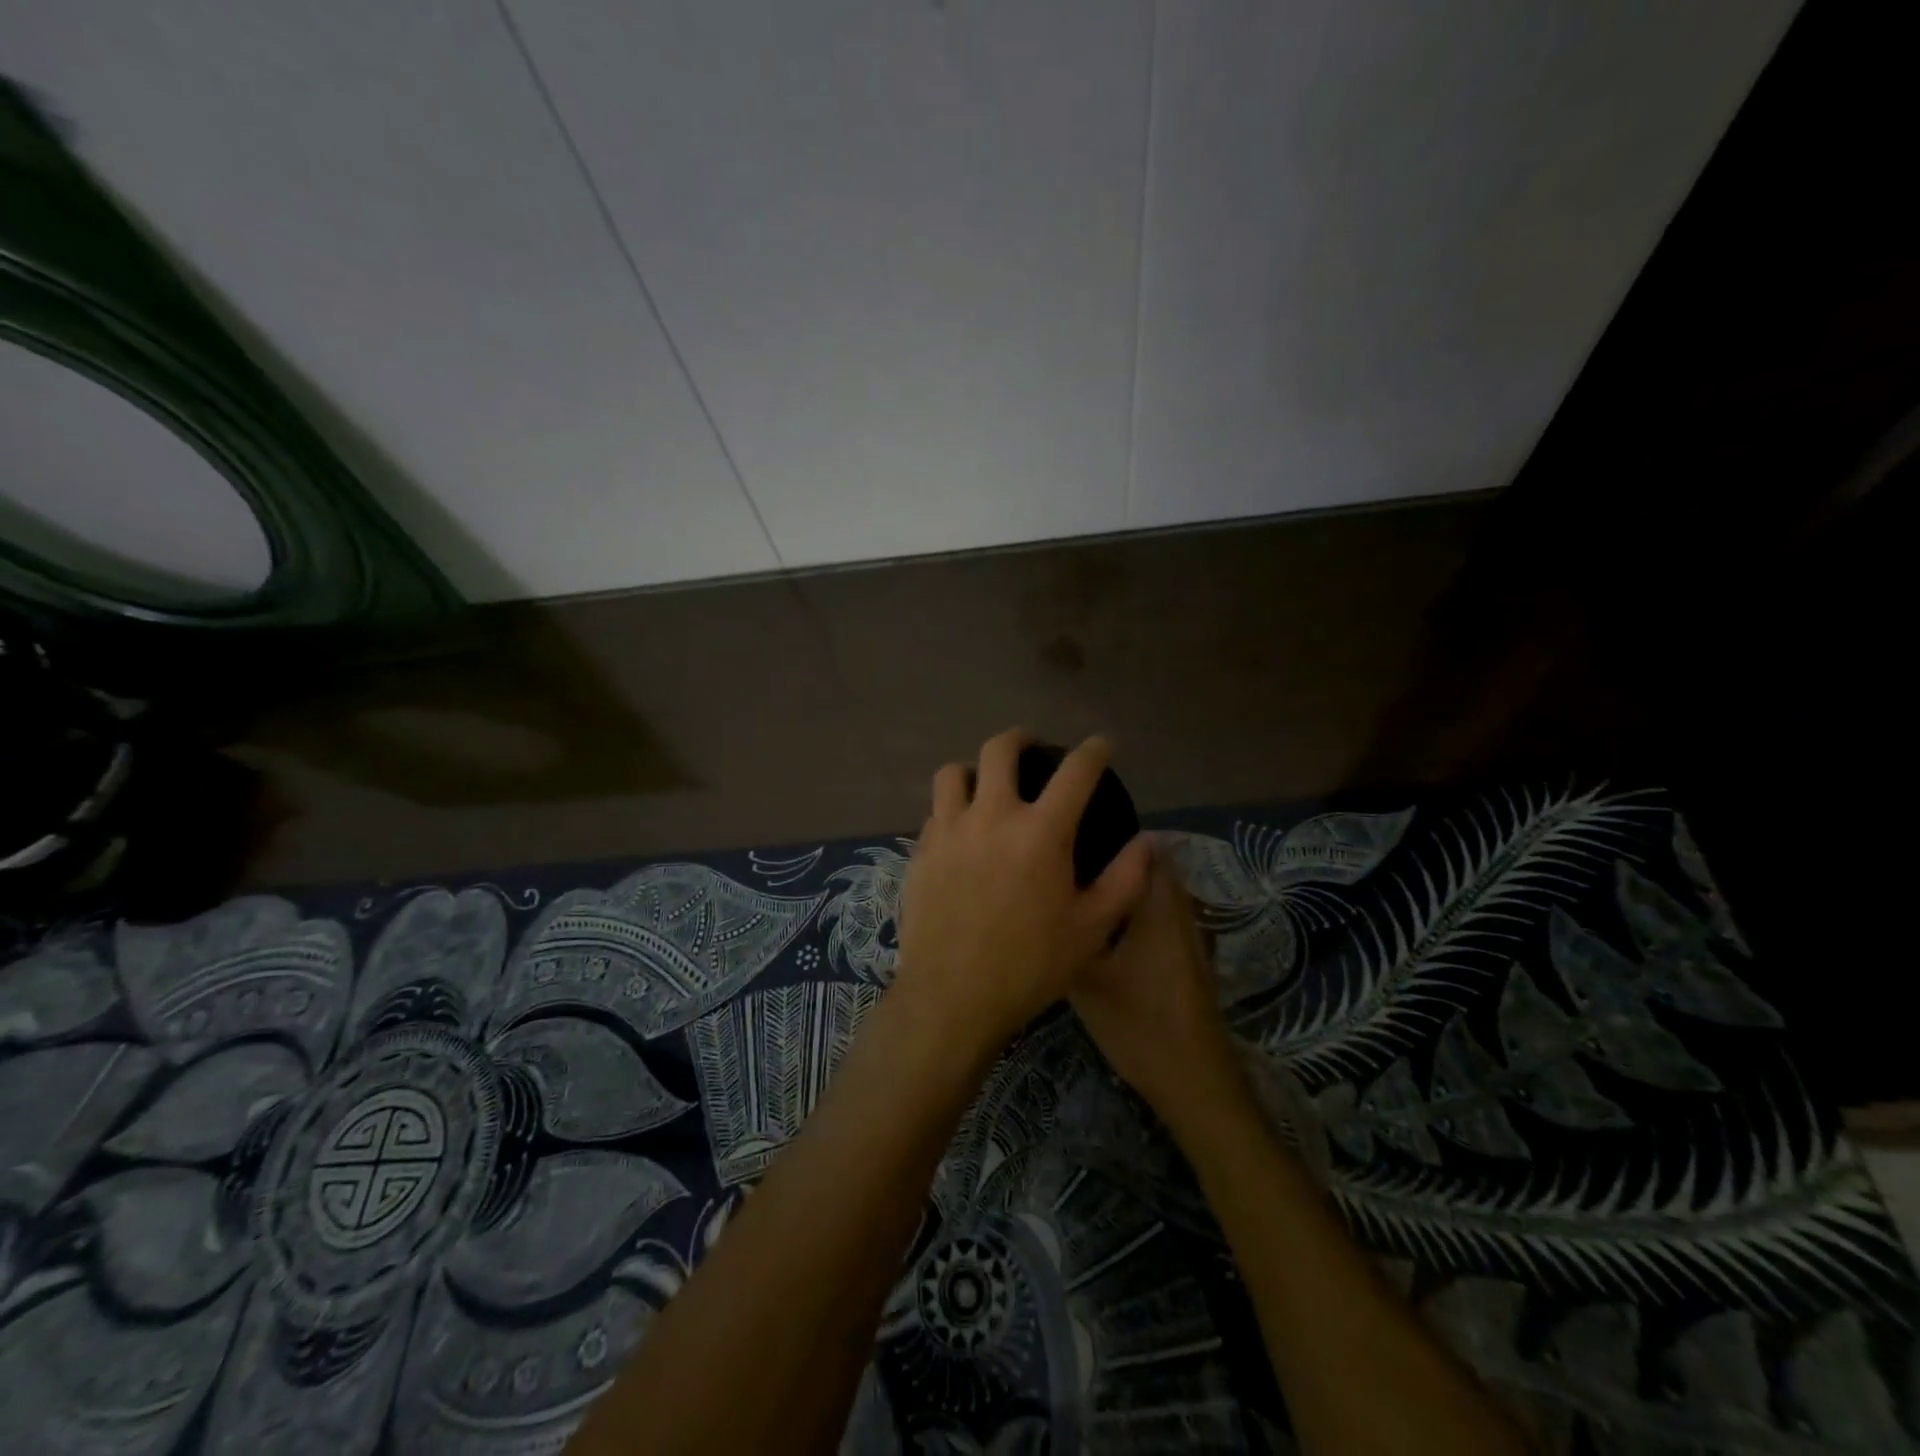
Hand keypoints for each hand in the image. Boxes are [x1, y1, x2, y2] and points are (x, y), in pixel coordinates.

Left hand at [896, 729, 1150, 1052]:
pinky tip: (962, 834)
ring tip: (987, 786)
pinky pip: (935, 812)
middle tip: (1032, 748)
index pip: (1076, 770)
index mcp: (1041, 831)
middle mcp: (991, 816)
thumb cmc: (1030, 965)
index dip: (1094, 750)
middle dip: (1021, 738)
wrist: (952, 997)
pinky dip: (952, 810)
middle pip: (999, 749)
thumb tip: (1148, 842)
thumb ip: (1125, 879)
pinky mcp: (920, 851)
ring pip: (954, 772)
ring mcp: (948, 830)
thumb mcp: (1092, 928)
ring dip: (975, 770)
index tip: (1102, 744)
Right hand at [1070, 843, 1245, 1133]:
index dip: (1108, 829)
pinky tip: (1097, 922)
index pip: (1142, 844)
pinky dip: (1131, 905)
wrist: (1193, 1079)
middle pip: (1148, 863)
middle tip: (1065, 856)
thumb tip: (1036, 901)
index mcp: (1156, 903)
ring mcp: (1185, 932)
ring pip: (1152, 889)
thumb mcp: (1086, 981)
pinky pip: (1155, 911)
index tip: (1071, 828)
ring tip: (1075, 883)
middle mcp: (1176, 907)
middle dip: (1110, 853)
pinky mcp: (1184, 953)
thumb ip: (1064, 935)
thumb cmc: (1139, 1024)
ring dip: (1121, 881)